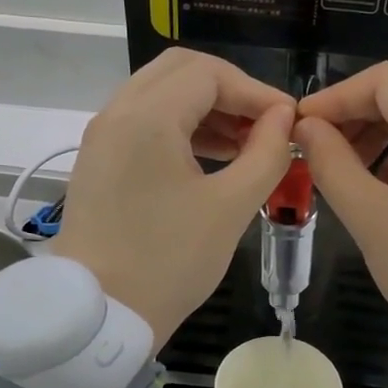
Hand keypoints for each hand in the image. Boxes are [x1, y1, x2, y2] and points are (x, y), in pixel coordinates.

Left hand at [50, 48, 294, 348]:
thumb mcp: (230, 207)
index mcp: (147, 117)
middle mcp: (117, 113)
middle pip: (180, 71)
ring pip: (160, 94)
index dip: (256, 91)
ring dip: (205, 108)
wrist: (100, 315)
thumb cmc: (169, 261)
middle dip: (229, 91)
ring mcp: (102, 136)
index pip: (210, 74)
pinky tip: (211, 158)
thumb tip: (283, 118)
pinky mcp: (99, 160)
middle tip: (264, 124)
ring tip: (245, 144)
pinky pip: (143, 121)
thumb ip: (266, 153)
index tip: (288, 121)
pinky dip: (180, 126)